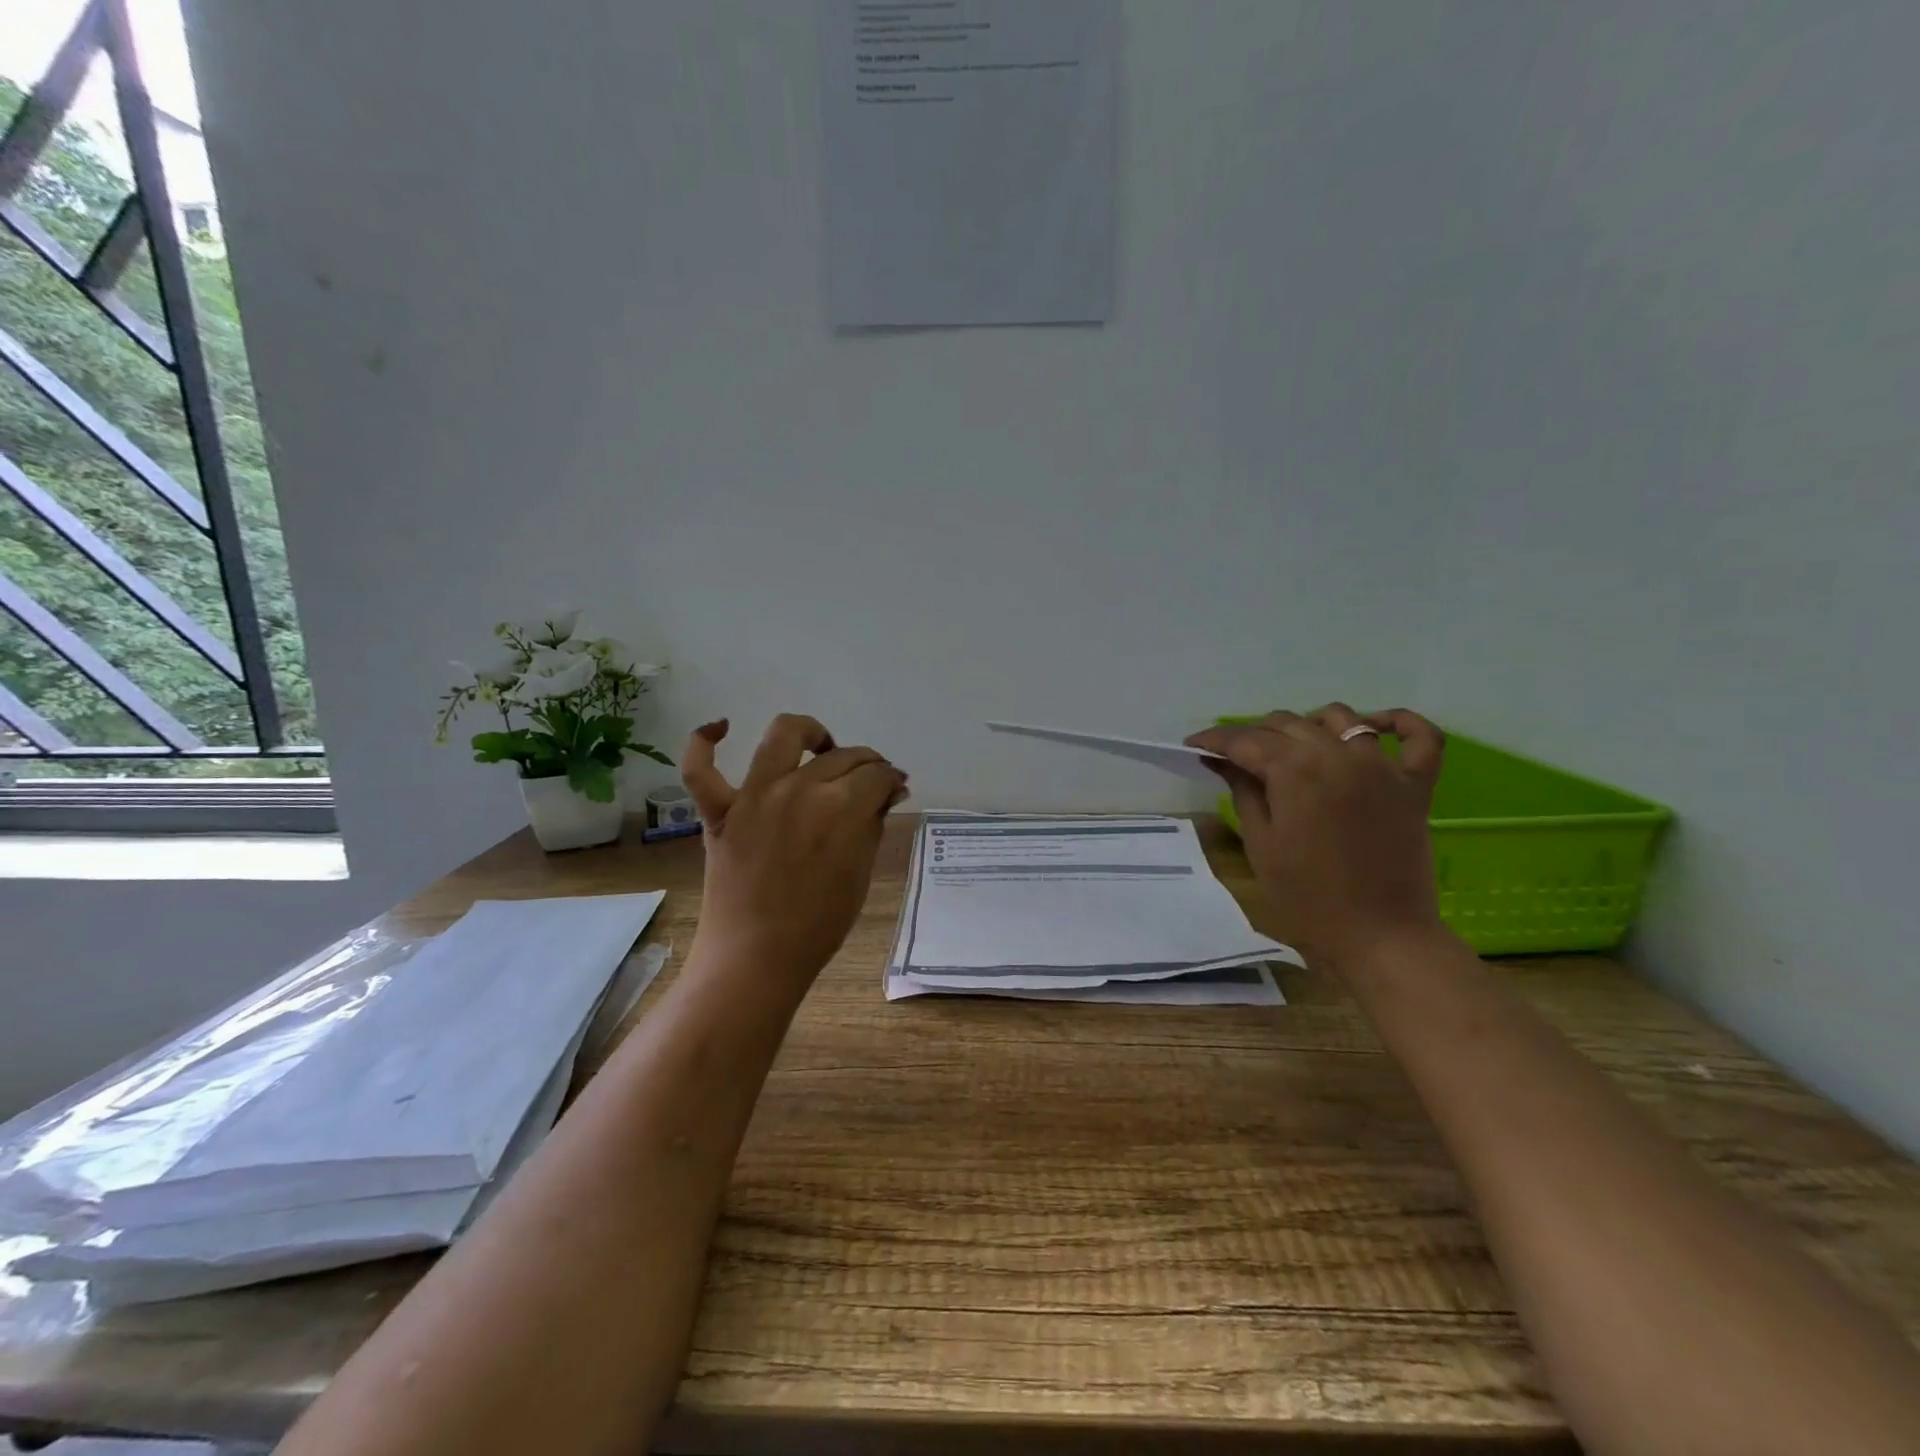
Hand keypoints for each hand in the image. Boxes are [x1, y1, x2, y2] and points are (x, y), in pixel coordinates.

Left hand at [679, 714, 907, 992]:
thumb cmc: (819, 923)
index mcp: (842, 807)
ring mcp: (754, 796)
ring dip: (809, 733)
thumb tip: (890, 790)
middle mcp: (800, 788)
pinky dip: (705, 740)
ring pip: (783, 735)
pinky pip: (700, 768)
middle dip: (866, 763)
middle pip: (842, 755)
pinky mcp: (719, 811)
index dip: (891, 779)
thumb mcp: (861, 872)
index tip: (894, 789)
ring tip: (820, 747)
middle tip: (871, 781)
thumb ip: (874, 823)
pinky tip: (720, 727)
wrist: (757, 958)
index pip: (876, 774)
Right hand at [1185, 705, 1448, 969]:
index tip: (1194, 745)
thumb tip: (1224, 759)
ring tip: (1290, 747)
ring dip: (1307, 724)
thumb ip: (1243, 791)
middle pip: (1288, 724)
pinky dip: (1398, 722)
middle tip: (1232, 756)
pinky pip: (1418, 737)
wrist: (1380, 937)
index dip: (1215, 739)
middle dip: (1253, 734)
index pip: (1246, 740)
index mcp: (1297, 771)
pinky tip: (1373, 724)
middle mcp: (1340, 755)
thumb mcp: (1261, 843)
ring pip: (1340, 718)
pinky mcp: (1414, 785)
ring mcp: (1383, 767)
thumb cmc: (1307, 897)